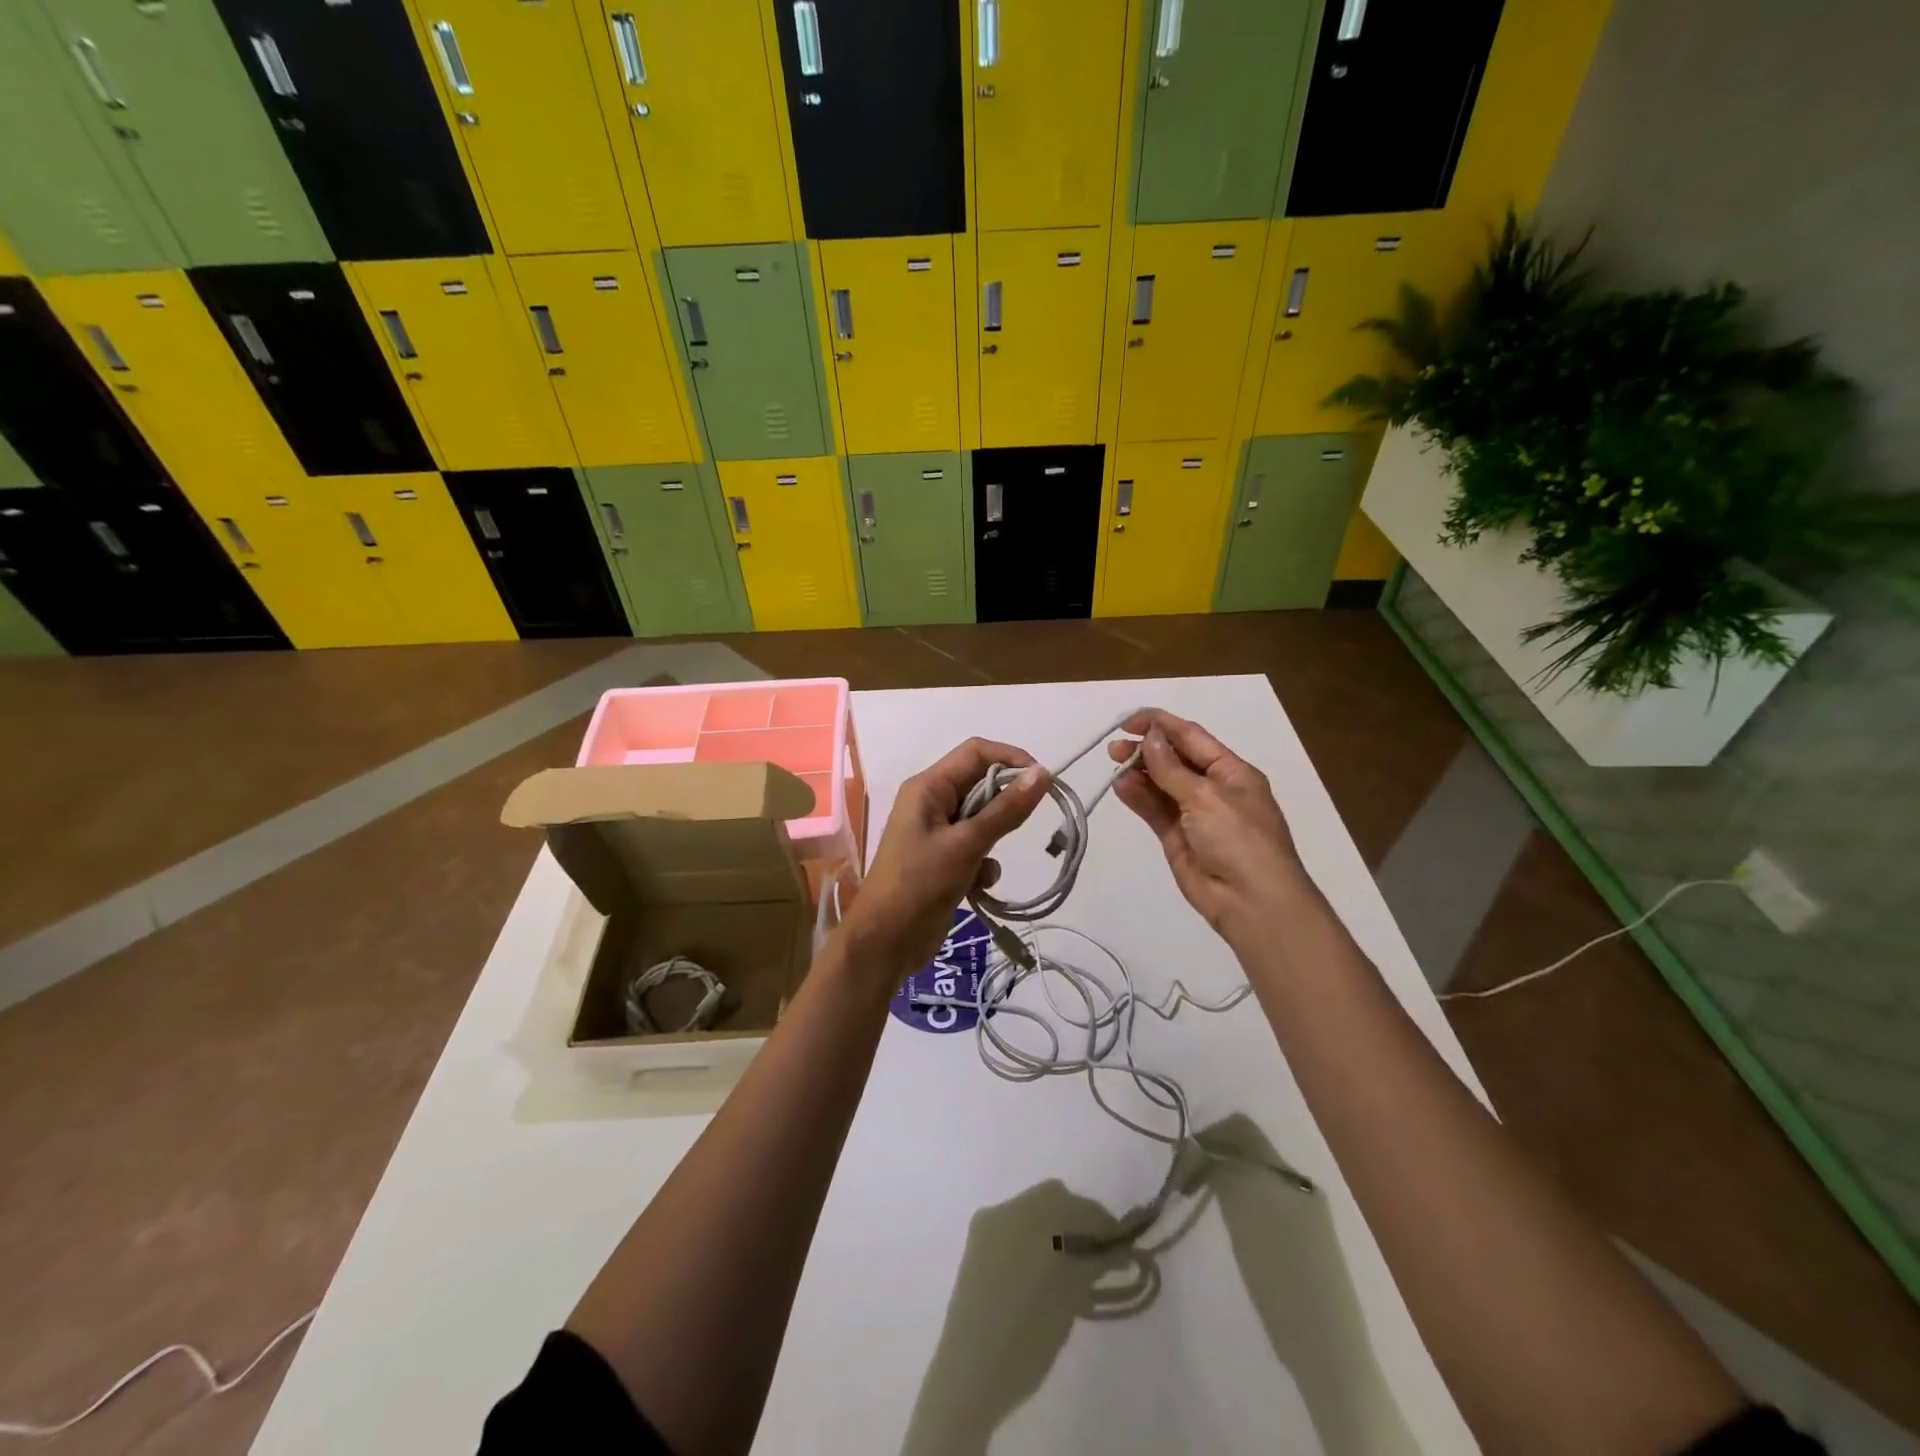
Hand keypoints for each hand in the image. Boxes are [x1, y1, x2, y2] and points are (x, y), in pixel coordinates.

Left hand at [838, 738, 1049, 984]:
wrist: (885, 942)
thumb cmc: (919, 883)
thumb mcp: (967, 844)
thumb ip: (1006, 810)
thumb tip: (1042, 773)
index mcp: (928, 787)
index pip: (976, 752)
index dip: (1011, 758)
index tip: (1043, 780)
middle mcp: (931, 803)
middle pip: (980, 785)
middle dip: (1004, 805)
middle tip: (1024, 825)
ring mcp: (937, 833)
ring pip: (982, 820)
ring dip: (994, 840)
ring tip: (984, 864)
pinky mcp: (944, 861)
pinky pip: (977, 849)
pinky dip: (983, 865)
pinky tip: (977, 888)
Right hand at [1107, 710, 1309, 949]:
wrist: (1252, 902)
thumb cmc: (1239, 839)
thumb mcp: (1206, 797)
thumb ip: (1171, 768)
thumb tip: (1150, 737)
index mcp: (1232, 771)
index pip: (1192, 737)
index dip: (1161, 724)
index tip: (1128, 721)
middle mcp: (1213, 788)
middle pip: (1174, 759)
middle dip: (1145, 749)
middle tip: (1114, 750)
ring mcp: (1194, 814)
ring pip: (1160, 785)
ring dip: (1138, 773)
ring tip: (1113, 766)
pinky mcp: (1177, 838)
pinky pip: (1154, 810)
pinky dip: (1138, 797)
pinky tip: (1120, 787)